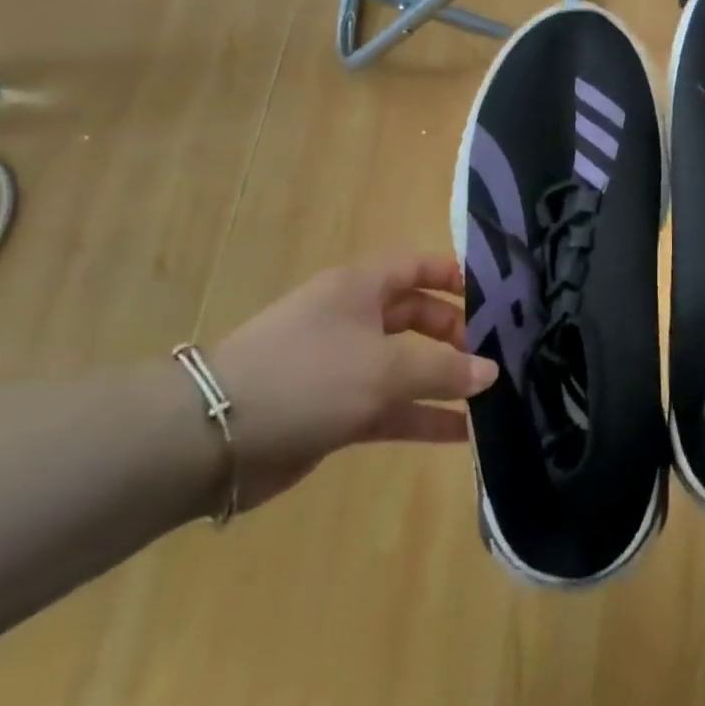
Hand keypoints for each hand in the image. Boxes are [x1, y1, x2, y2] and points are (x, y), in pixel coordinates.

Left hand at [210, 252, 496, 509]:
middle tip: (493, 355)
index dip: (452, 276)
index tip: (493, 298)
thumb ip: (445, 369)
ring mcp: (342, 367)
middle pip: (416, 316)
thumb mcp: (386, 368)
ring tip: (489, 396)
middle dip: (455, 334)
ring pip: (406, 366)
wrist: (211, 439)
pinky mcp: (334, 410)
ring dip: (444, 380)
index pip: (415, 266)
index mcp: (359, 288)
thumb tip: (492, 371)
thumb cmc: (308, 377)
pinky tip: (460, 433)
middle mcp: (352, 319)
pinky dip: (422, 417)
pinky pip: (391, 407)